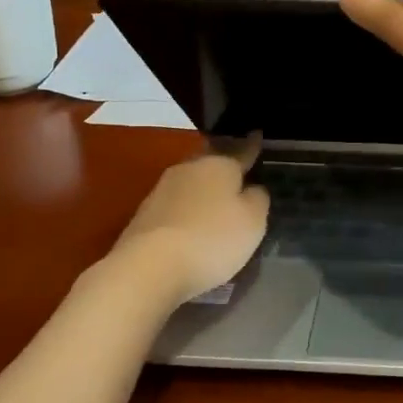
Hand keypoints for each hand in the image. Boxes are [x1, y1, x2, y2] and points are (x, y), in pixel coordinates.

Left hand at [112, 137, 270, 302]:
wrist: (148, 268)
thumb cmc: (212, 239)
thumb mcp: (253, 221)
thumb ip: (258, 199)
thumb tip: (252, 188)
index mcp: (219, 165)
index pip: (242, 151)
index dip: (252, 146)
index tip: (257, 134)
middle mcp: (189, 169)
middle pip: (212, 163)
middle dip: (224, 167)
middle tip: (239, 173)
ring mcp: (162, 191)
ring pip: (192, 183)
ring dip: (204, 191)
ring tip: (217, 203)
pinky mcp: (144, 215)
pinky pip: (176, 207)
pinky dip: (187, 212)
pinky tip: (194, 225)